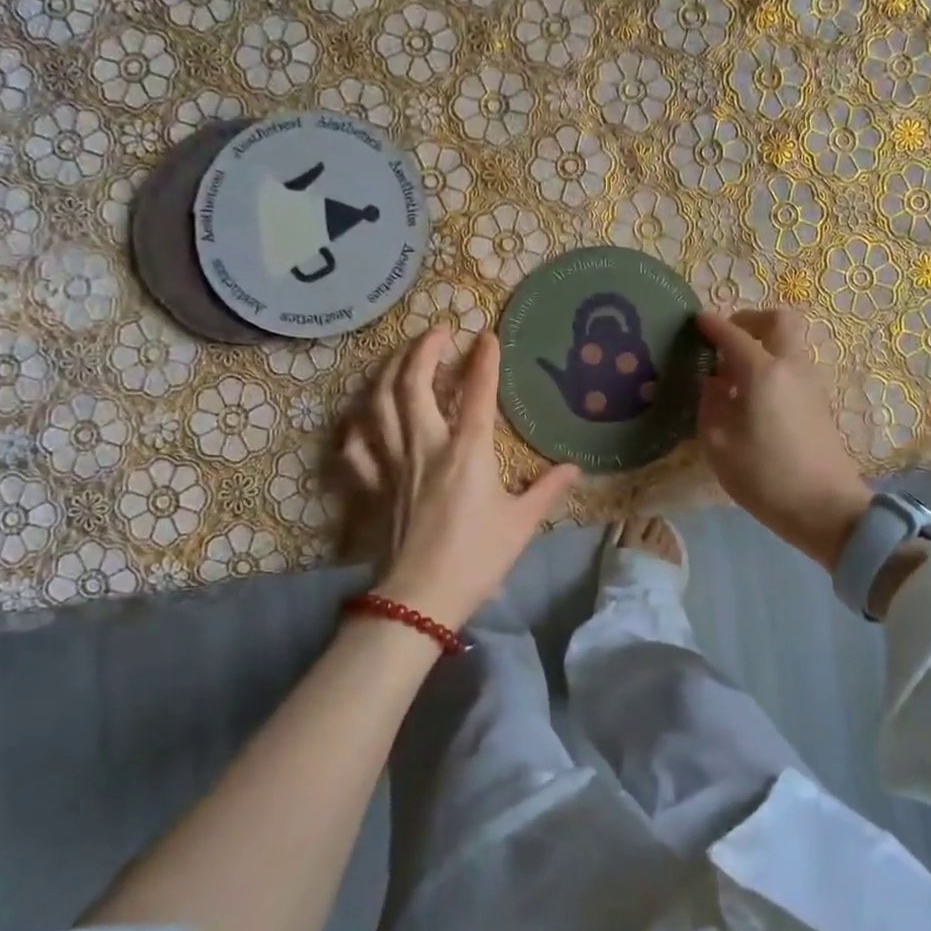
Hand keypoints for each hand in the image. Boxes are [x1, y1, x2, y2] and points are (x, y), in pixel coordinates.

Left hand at [338, 328, 578, 630]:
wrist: (421, 599)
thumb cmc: (477, 559)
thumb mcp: (521, 524)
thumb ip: (547, 490)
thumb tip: (573, 468)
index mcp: (467, 452)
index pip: (477, 393)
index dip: (483, 360)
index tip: (488, 335)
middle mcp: (426, 446)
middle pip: (414, 385)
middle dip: (423, 350)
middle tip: (436, 331)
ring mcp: (394, 465)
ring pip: (380, 406)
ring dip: (389, 373)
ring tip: (401, 357)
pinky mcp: (374, 487)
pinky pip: (357, 449)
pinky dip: (357, 428)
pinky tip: (362, 419)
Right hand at [696, 308, 870, 569]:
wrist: (825, 508)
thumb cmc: (764, 476)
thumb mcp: (718, 443)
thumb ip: (710, 402)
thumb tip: (713, 381)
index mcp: (762, 372)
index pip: (734, 335)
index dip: (712, 325)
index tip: (696, 321)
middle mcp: (791, 367)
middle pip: (778, 321)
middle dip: (750, 320)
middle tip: (726, 340)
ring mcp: (811, 383)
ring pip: (789, 343)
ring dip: (763, 344)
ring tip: (734, 373)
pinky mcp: (819, 402)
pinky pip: (793, 366)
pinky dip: (772, 365)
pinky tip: (753, 395)